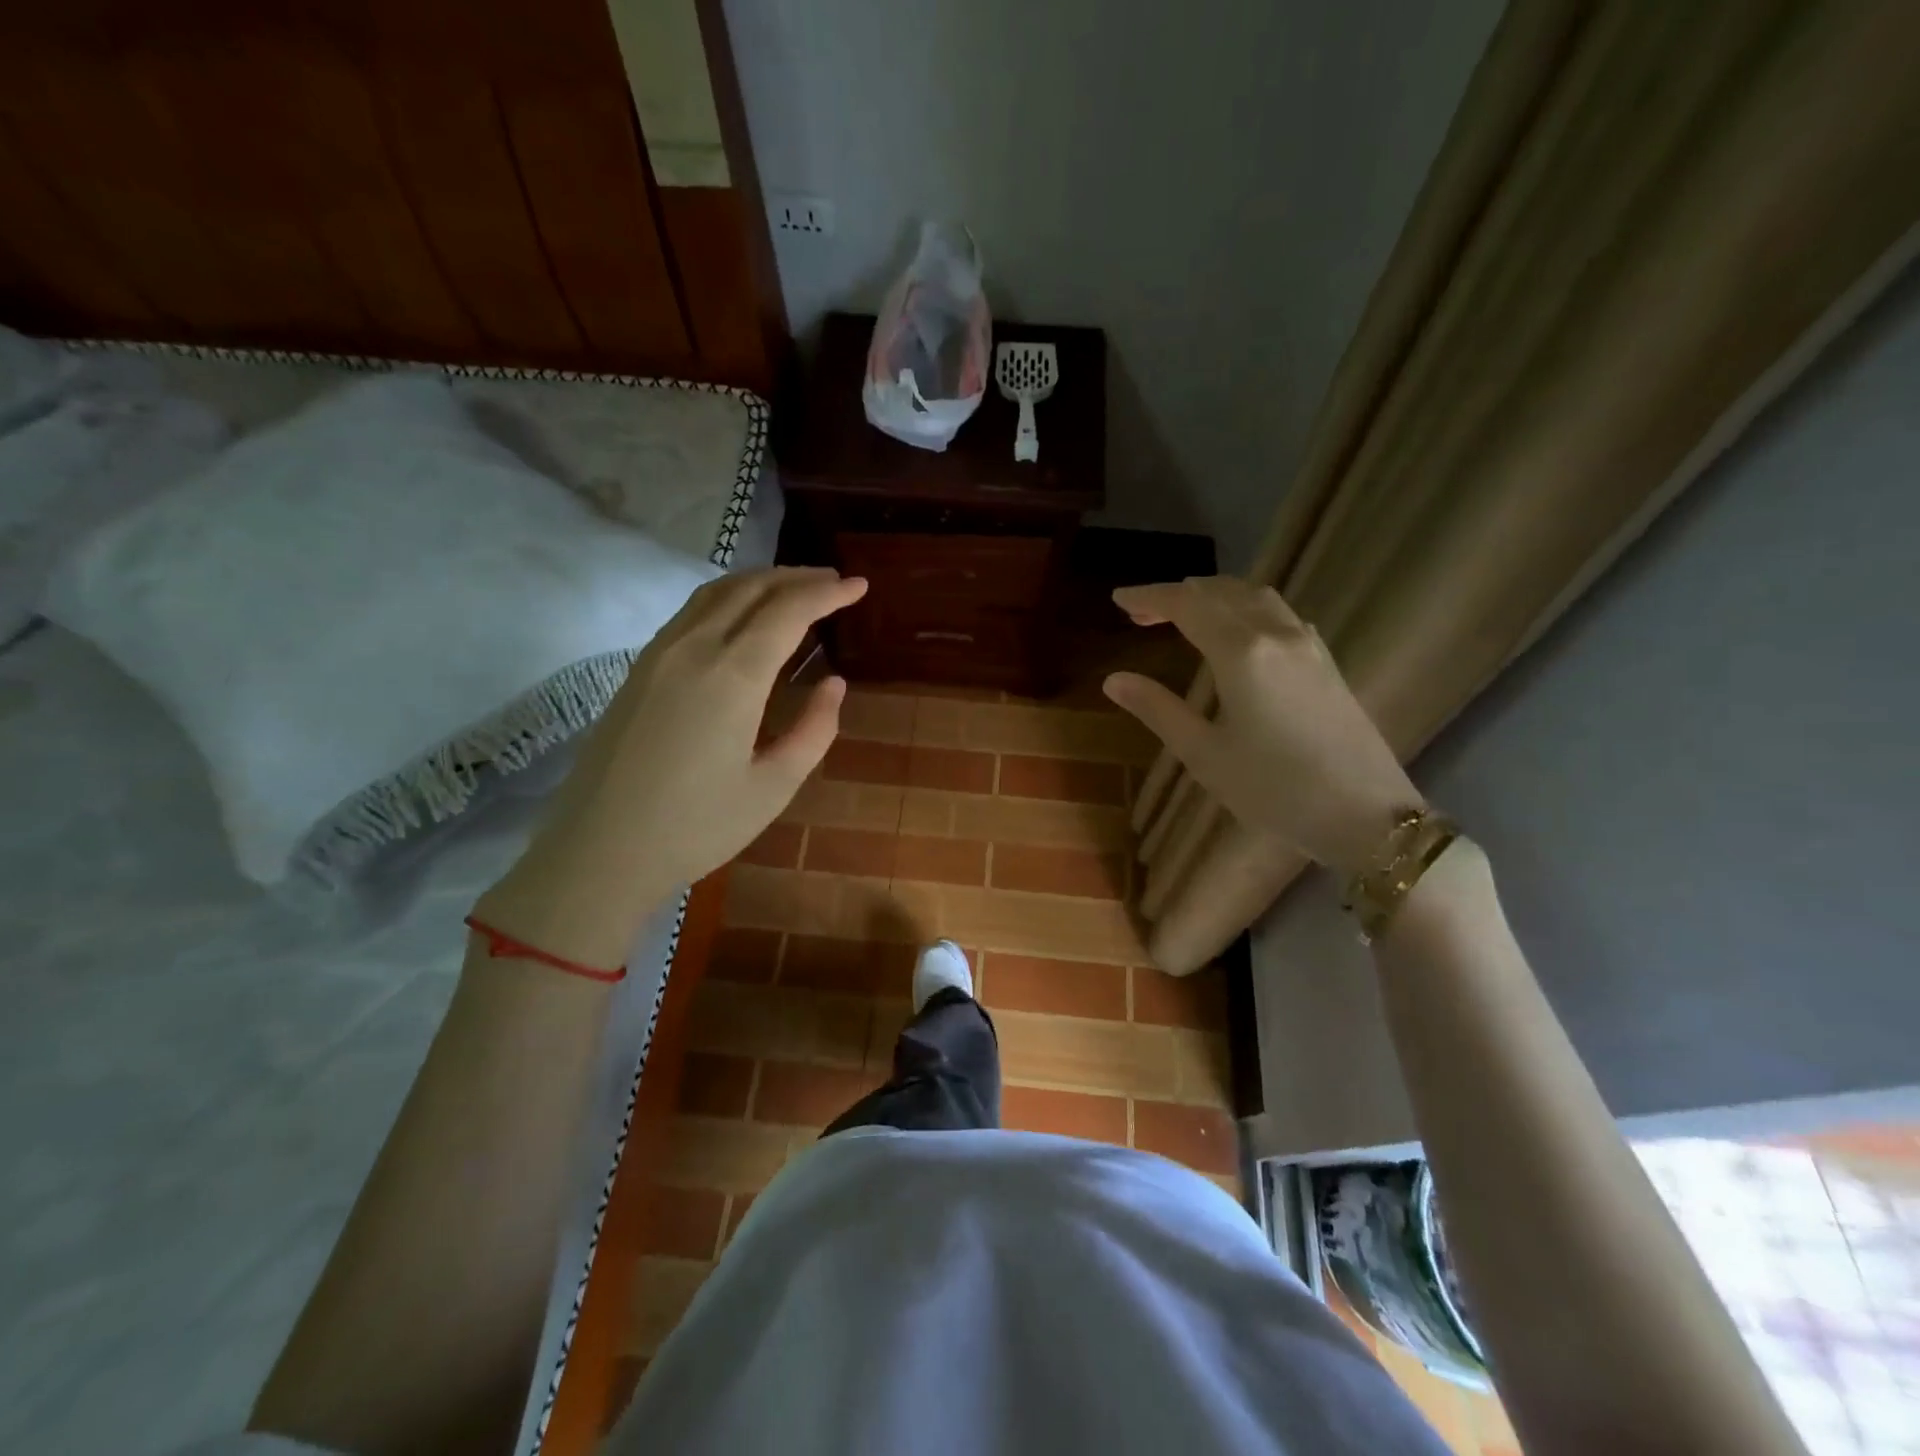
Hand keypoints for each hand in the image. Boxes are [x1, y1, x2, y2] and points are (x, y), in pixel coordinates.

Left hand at [474, 568, 867, 967]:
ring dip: (760, 582)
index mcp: (732, 676)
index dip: (828, 592)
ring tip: (795, 590)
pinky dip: (728, 599)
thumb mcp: (773, 787)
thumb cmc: (696, 827)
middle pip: (750, 588)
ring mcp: (658, 655)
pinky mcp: (638, 670)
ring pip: (715, 593)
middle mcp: (693, 649)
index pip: (788, 610)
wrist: (600, 853)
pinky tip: (742, 617)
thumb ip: (814, 730)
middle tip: (834, 581)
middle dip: (797, 578)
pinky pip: (690, 613)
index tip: (860, 585)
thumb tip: (833, 683)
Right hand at [1103, 577, 1420, 875]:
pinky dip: (1244, 608)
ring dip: (1213, 596)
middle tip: (1140, 614)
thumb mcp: (1205, 754)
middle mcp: (1276, 634)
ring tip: (1183, 615)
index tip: (1118, 599)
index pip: (1187, 604)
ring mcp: (1308, 645)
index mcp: (1241, 652)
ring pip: (1255, 596)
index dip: (1149, 596)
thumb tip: (1114, 680)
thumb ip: (1158, 709)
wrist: (1367, 815)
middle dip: (1176, 594)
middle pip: (1220, 591)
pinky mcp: (1325, 661)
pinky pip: (1278, 614)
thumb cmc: (1275, 789)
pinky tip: (1237, 634)